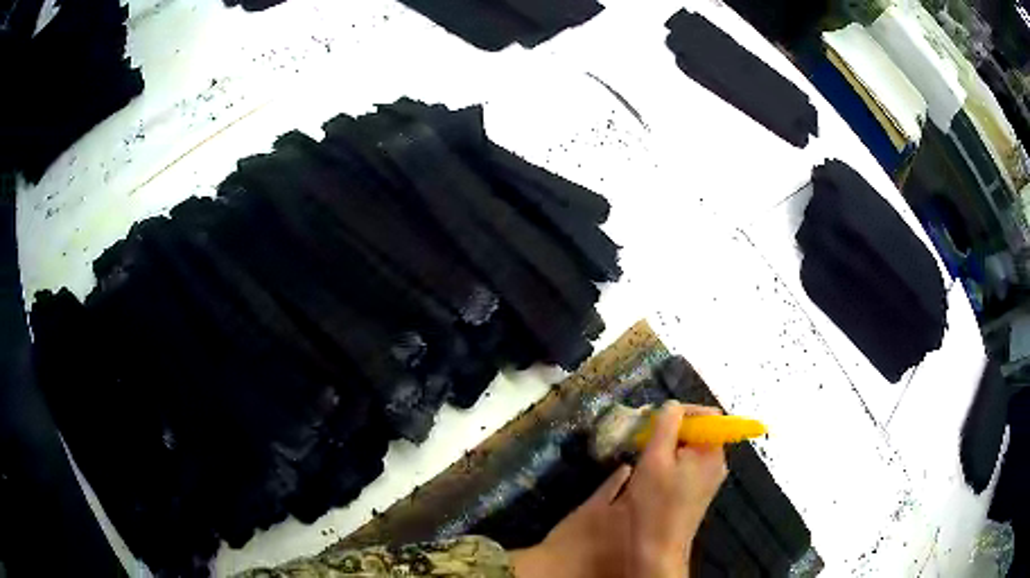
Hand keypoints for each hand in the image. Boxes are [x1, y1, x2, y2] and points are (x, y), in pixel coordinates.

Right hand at [512, 402, 726, 577]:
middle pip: (699, 432)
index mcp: (713, 453)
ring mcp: (708, 480)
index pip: (708, 415)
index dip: (683, 411)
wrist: (657, 549)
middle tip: (644, 435)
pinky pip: (688, 466)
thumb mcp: (655, 459)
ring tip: (643, 452)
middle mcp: (717, 464)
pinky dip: (670, 462)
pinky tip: (650, 472)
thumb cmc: (655, 504)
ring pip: (690, 450)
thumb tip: (672, 405)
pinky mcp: (697, 492)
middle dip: (672, 429)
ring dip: (668, 446)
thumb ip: (665, 426)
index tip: (655, 417)